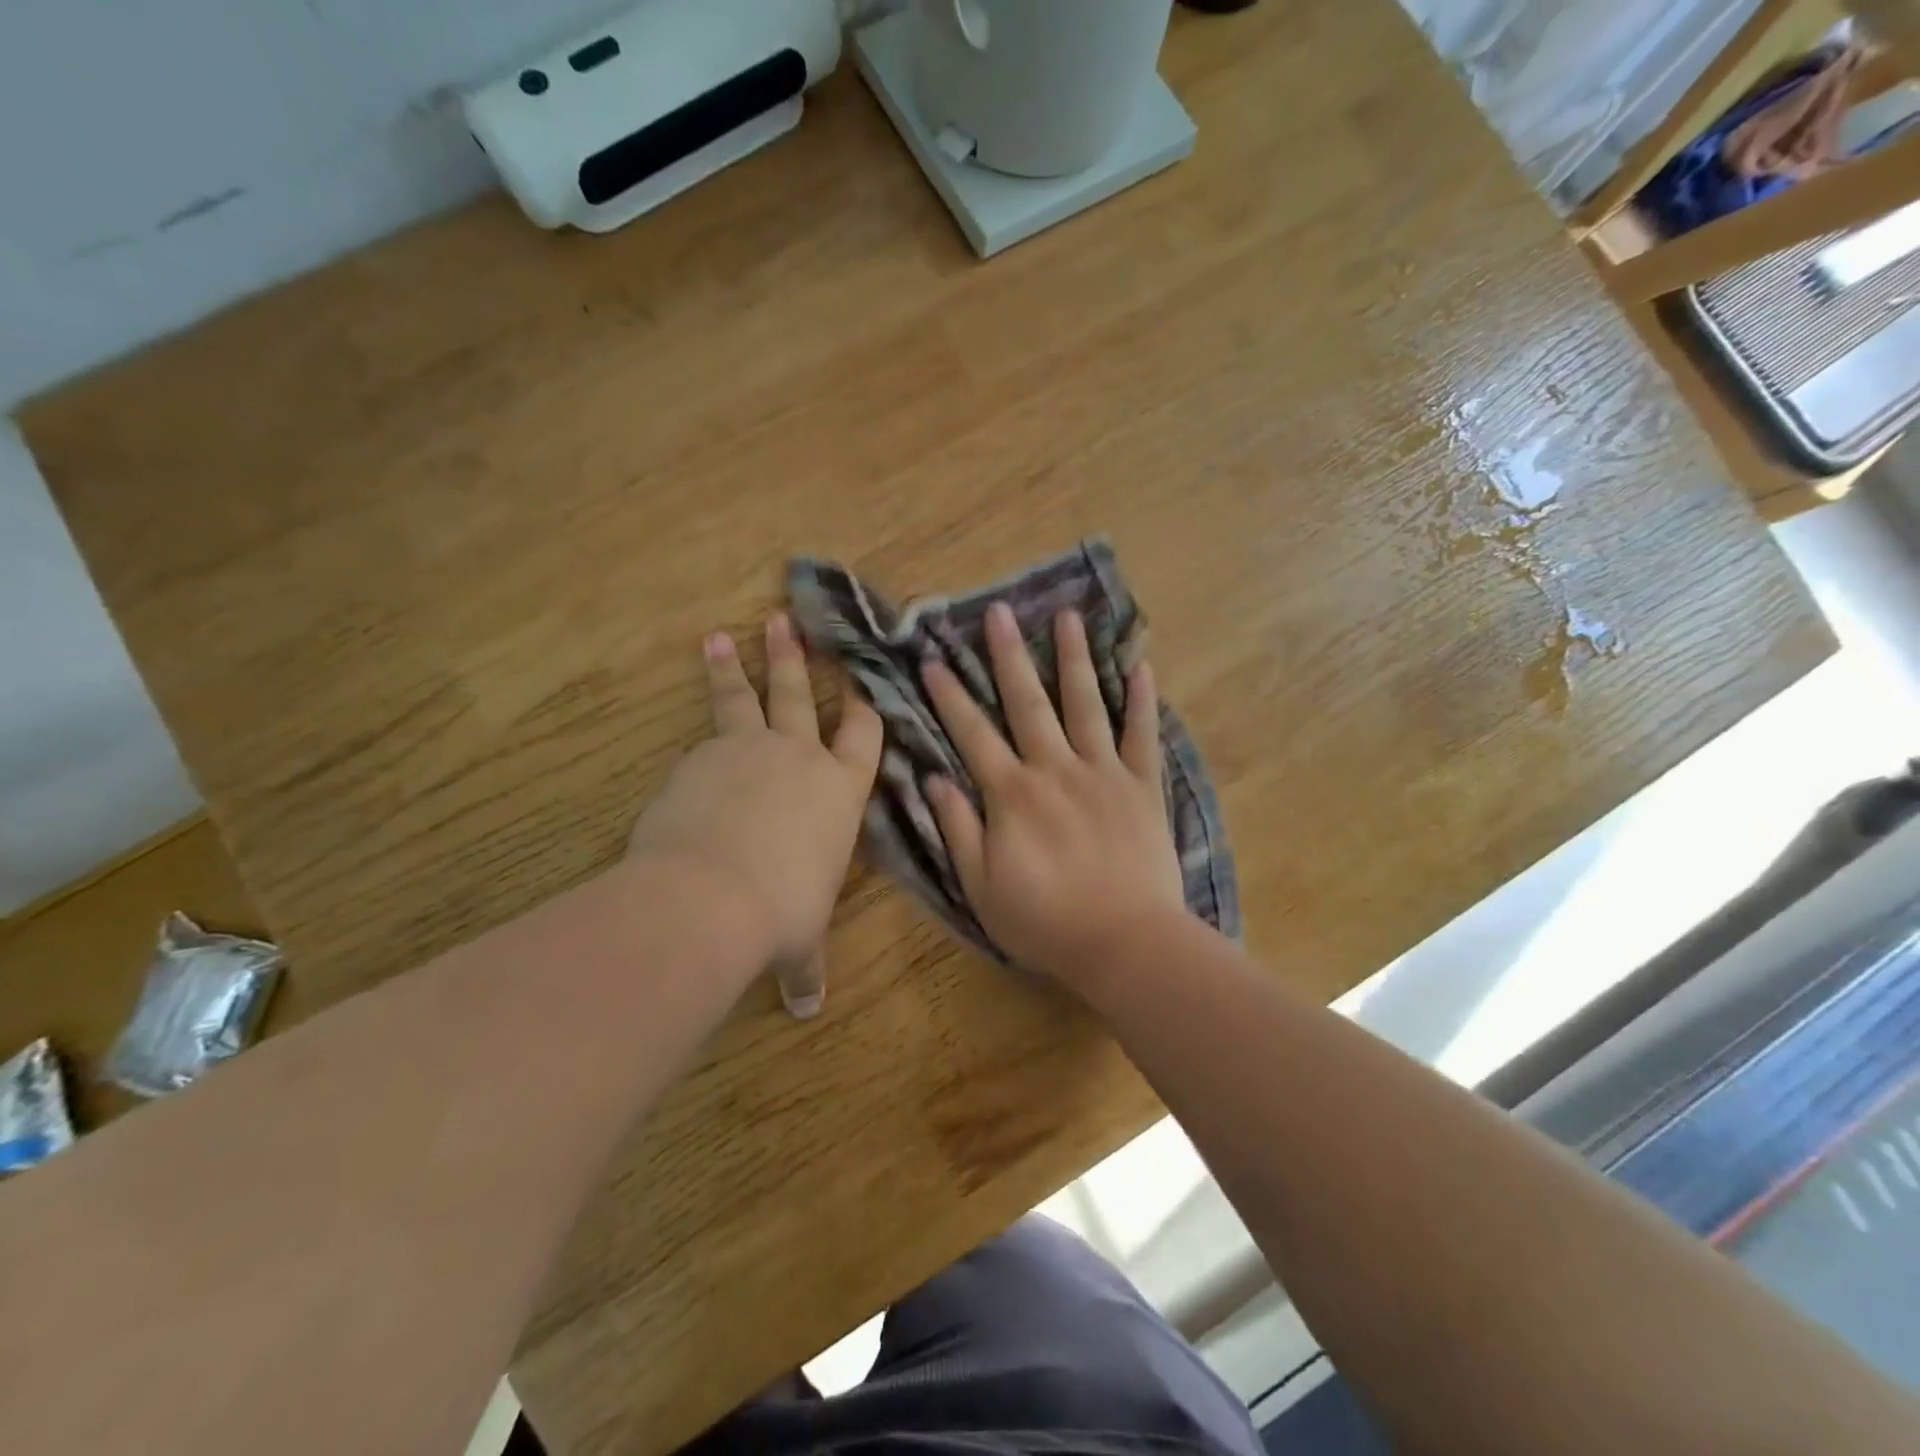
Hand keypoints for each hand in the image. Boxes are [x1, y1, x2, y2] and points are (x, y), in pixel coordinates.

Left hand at [629, 612, 881, 1017]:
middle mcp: (800, 758)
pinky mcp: (702, 755)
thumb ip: (804, 967)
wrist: (713, 894)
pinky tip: (688, 726)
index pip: (862, 737)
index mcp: (840, 792)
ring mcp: (749, 750)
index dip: (864, 705)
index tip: (860, 675)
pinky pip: (705, 730)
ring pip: (746, 697)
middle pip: (801, 696)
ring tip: (725, 634)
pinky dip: (701, 717)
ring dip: (738, 664)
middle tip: (786, 621)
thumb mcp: (800, 940)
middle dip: (796, 659)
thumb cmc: (781, 912)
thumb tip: (805, 1009)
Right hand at [920, 602, 1185, 984]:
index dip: (950, 696)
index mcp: (1012, 794)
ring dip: (1073, 658)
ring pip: (1085, 703)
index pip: (972, 734)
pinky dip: (1141, 700)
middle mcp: (1055, 769)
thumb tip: (932, 779)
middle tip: (997, 611)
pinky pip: (1142, 735)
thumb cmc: (1045, 922)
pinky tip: (1140, 665)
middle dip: (1008, 655)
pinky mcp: (1142, 786)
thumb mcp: (981, 886)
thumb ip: (958, 829)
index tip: (932, 659)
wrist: (1126, 943)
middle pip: (1027, 702)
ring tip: (1067, 616)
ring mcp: (1103, 773)